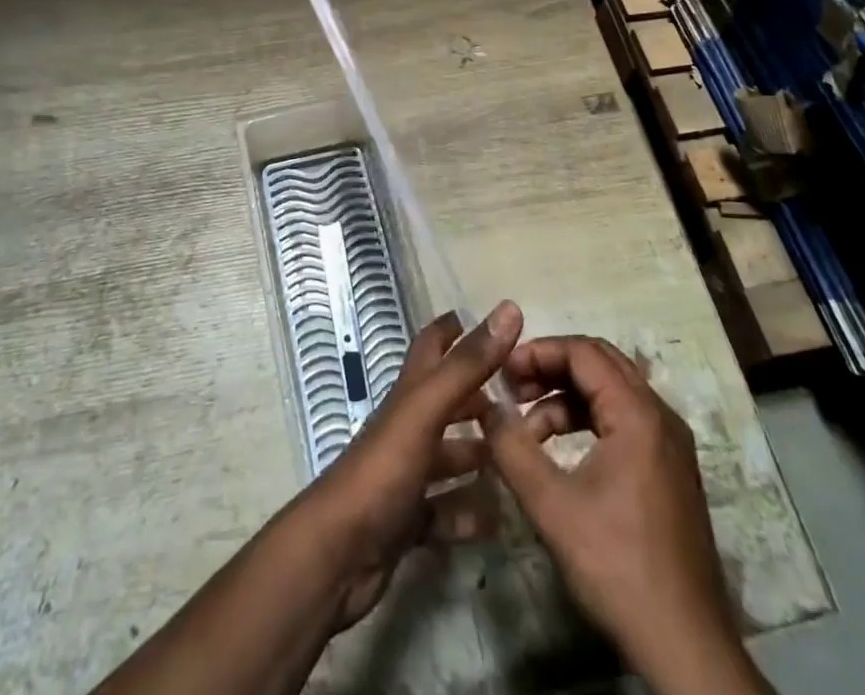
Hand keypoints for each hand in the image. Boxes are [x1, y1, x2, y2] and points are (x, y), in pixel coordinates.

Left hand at [299, 300, 522, 628]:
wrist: (337, 554)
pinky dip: (469, 512)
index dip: (455, 329)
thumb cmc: (382, 470)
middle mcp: (407, 427)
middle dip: (481, 397)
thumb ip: (467, 365)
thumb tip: (508, 309)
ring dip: (481, 456)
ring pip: (449, 457)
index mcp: (409, 395)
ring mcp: (406, 474)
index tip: (492, 322)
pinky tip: (497, 519)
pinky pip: (445, 510)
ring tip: (522, 460)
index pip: (431, 347)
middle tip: (526, 400)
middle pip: (446, 402)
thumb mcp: (427, 410)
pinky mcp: (407, 519)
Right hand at [485, 336, 759, 693]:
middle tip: (513, 387)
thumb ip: (512, 449)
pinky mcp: (670, 468)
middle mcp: (660, 415)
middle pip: (600, 363)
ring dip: (566, 396)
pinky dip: (587, 420)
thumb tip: (485, 408)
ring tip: (527, 426)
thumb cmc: (617, 566)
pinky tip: (559, 449)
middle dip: (552, 367)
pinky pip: (624, 419)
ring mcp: (670, 443)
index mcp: (638, 414)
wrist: (685, 646)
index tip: (503, 370)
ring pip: (611, 391)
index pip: (583, 352)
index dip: (539, 352)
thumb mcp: (552, 506)